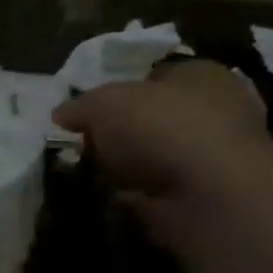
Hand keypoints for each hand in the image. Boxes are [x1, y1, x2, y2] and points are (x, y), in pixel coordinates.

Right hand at [55, 60, 272, 243]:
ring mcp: (209, 155)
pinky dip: (134, 194)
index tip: (85, 118)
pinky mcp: (202, 193)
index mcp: (198, 74)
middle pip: (149, 119)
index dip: (115, 95)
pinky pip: (156, 189)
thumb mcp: (105, 103)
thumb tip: (60, 114)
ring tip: (93, 176)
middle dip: (116, 135)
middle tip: (85, 149)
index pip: (151, 78)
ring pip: (151, 156)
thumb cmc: (160, 127)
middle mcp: (212, 109)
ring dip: (123, 168)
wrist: (207, 192)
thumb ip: (80, 106)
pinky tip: (113, 197)